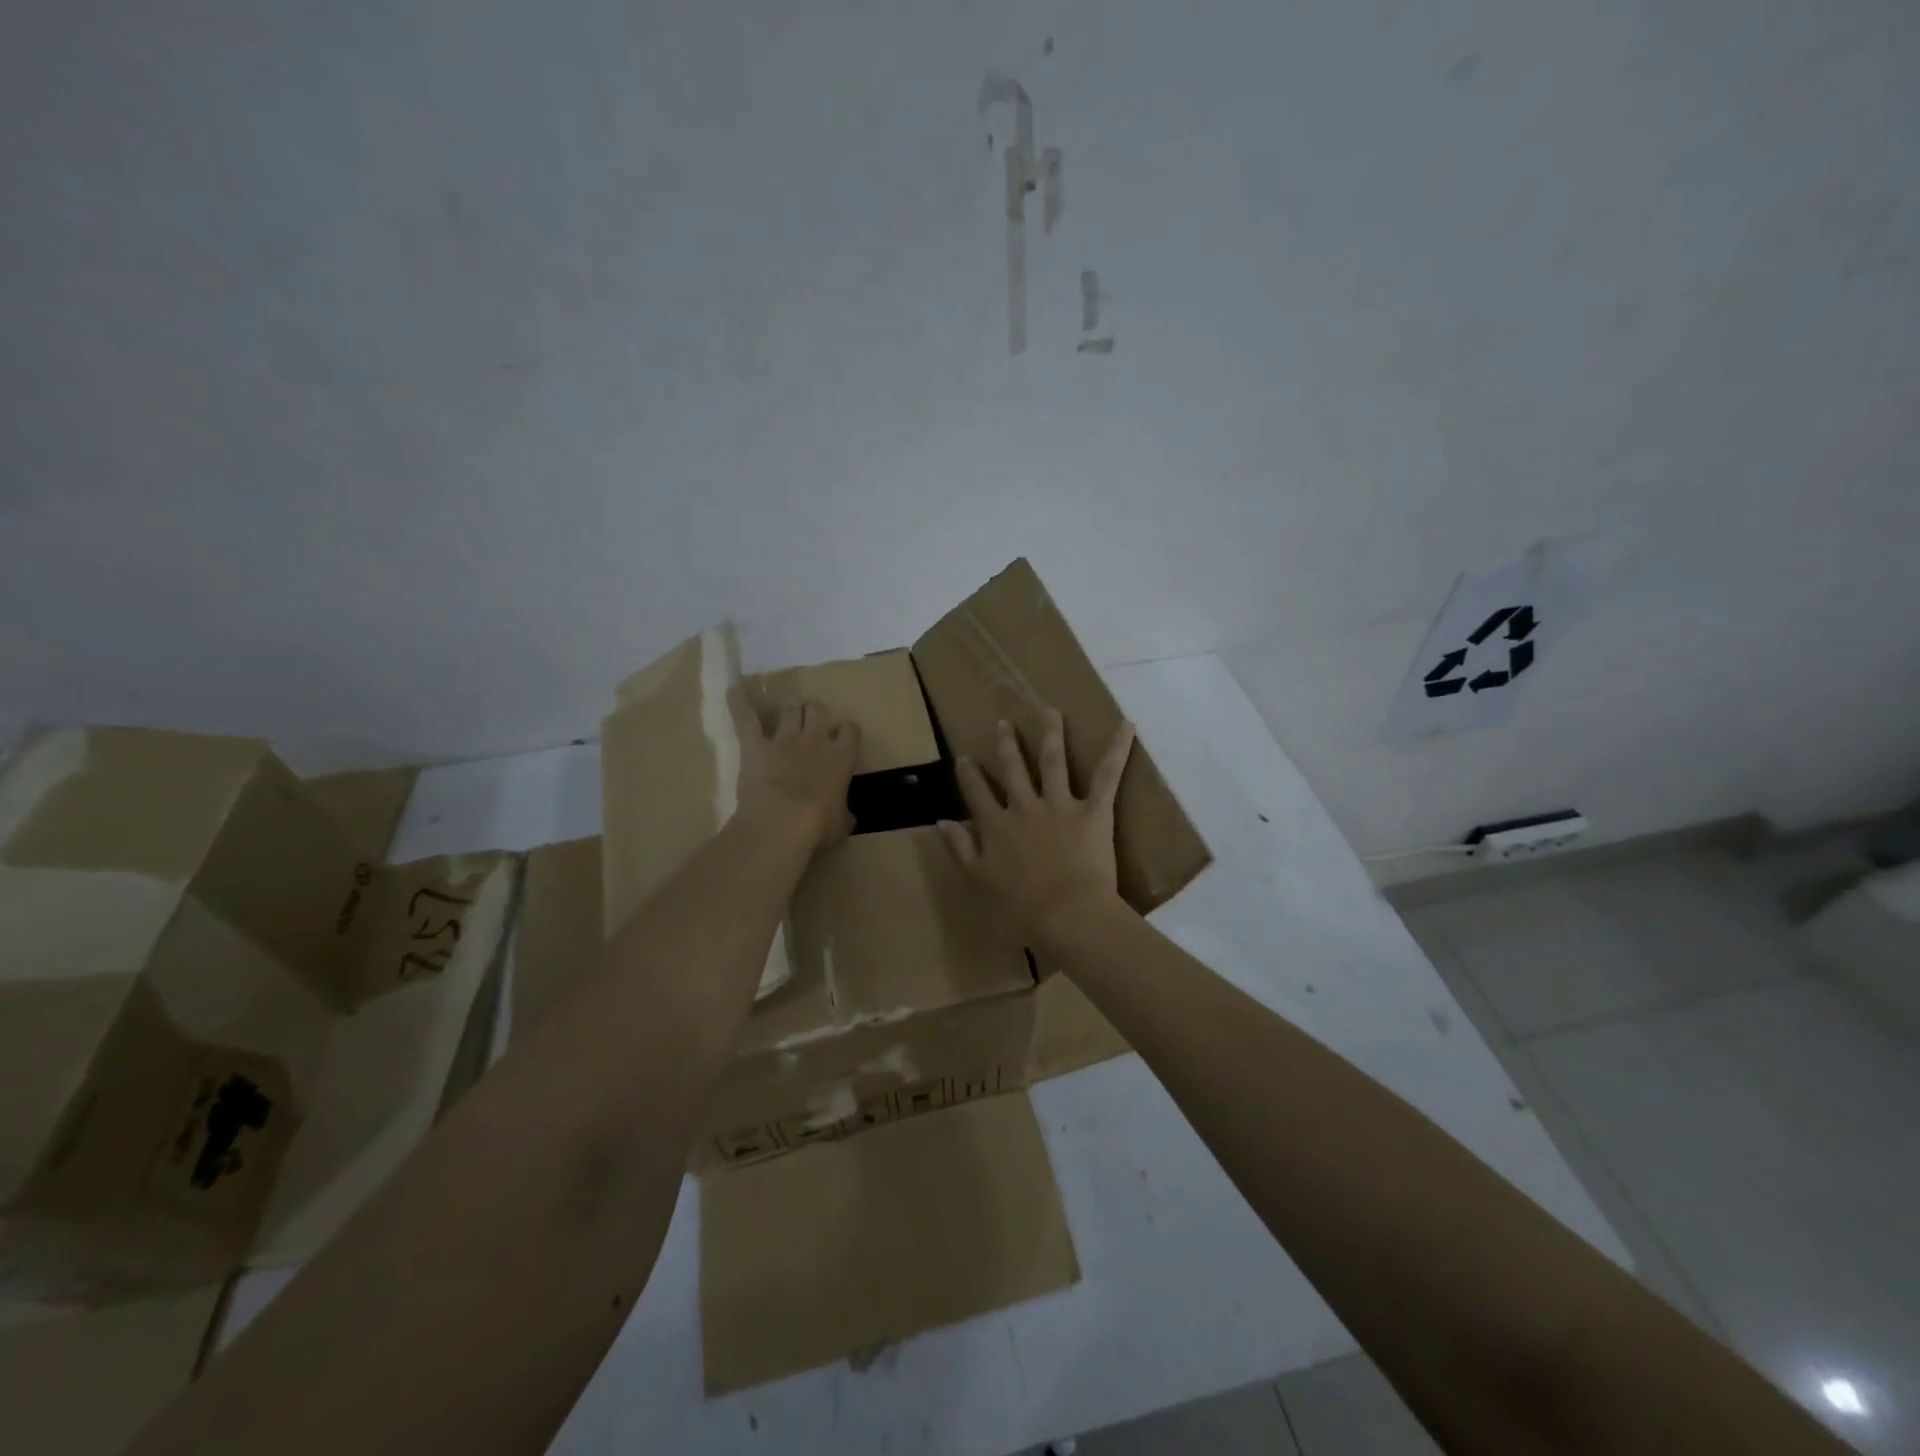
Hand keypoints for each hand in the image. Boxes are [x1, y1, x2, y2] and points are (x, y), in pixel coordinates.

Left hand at [729, 689, 859, 851]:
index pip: (850, 730)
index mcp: (841, 758)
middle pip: (819, 710)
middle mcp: (816, 740)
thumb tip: (849, 817)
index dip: (846, 732)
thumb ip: (844, 815)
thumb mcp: (840, 825)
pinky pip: (746, 717)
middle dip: (815, 713)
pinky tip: (733, 689)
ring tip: (787, 710)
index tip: (842, 738)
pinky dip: (738, 701)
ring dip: (789, 707)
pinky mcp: (755, 744)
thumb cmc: (818, 825)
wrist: (782, 821)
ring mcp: (784, 739)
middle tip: (812, 722)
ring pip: (790, 707)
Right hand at [938, 708, 1134, 950]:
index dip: (969, 775)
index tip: (965, 758)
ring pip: (1052, 760)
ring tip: (1050, 711)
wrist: (1067, 915)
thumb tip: (941, 821)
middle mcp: (1024, 807)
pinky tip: (1127, 725)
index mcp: (997, 826)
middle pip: (1012, 768)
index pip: (977, 793)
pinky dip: (1118, 749)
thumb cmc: (1022, 909)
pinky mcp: (1093, 810)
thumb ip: (961, 848)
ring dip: (1050, 733)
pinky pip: (1107, 775)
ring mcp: (1059, 805)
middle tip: (1004, 723)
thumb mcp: (981, 880)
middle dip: (1007, 744)